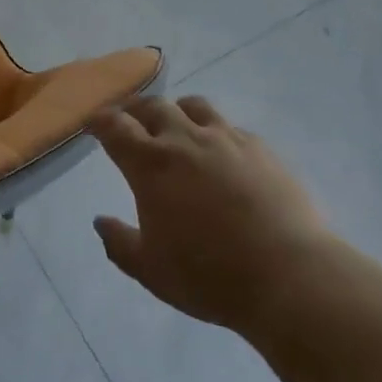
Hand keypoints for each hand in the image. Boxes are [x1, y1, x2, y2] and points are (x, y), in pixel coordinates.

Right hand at [91, 96, 329, 334]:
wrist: (288, 274)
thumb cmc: (209, 276)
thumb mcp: (151, 271)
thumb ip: (119, 243)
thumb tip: (100, 222)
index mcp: (151, 165)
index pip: (116, 127)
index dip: (100, 121)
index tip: (93, 122)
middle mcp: (186, 140)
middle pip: (154, 107)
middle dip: (135, 110)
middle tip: (129, 120)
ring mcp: (226, 139)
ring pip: (194, 106)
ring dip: (176, 110)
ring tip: (175, 124)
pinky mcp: (260, 148)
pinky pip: (229, 126)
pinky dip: (214, 131)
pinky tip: (220, 151)